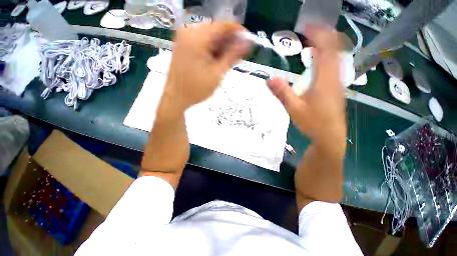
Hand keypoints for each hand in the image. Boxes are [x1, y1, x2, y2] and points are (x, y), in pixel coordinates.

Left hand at [164, 22, 250, 110]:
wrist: (176, 98)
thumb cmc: (196, 89)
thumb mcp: (217, 74)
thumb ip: (232, 56)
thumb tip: (247, 43)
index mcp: (197, 37)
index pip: (223, 26)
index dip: (238, 32)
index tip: (248, 42)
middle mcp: (189, 32)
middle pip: (216, 30)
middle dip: (229, 42)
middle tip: (239, 56)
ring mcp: (184, 38)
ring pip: (210, 37)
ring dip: (222, 47)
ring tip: (228, 61)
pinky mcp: (183, 46)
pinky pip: (202, 42)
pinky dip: (212, 50)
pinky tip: (218, 61)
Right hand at [267, 26, 345, 154]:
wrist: (329, 136)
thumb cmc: (312, 123)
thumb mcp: (294, 109)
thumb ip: (282, 93)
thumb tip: (269, 78)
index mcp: (324, 80)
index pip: (325, 50)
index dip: (317, 35)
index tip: (306, 27)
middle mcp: (334, 77)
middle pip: (335, 49)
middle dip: (323, 36)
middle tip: (309, 31)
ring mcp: (337, 83)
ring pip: (337, 57)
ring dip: (327, 45)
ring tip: (313, 41)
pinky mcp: (337, 88)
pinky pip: (335, 66)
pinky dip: (328, 57)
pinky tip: (318, 61)